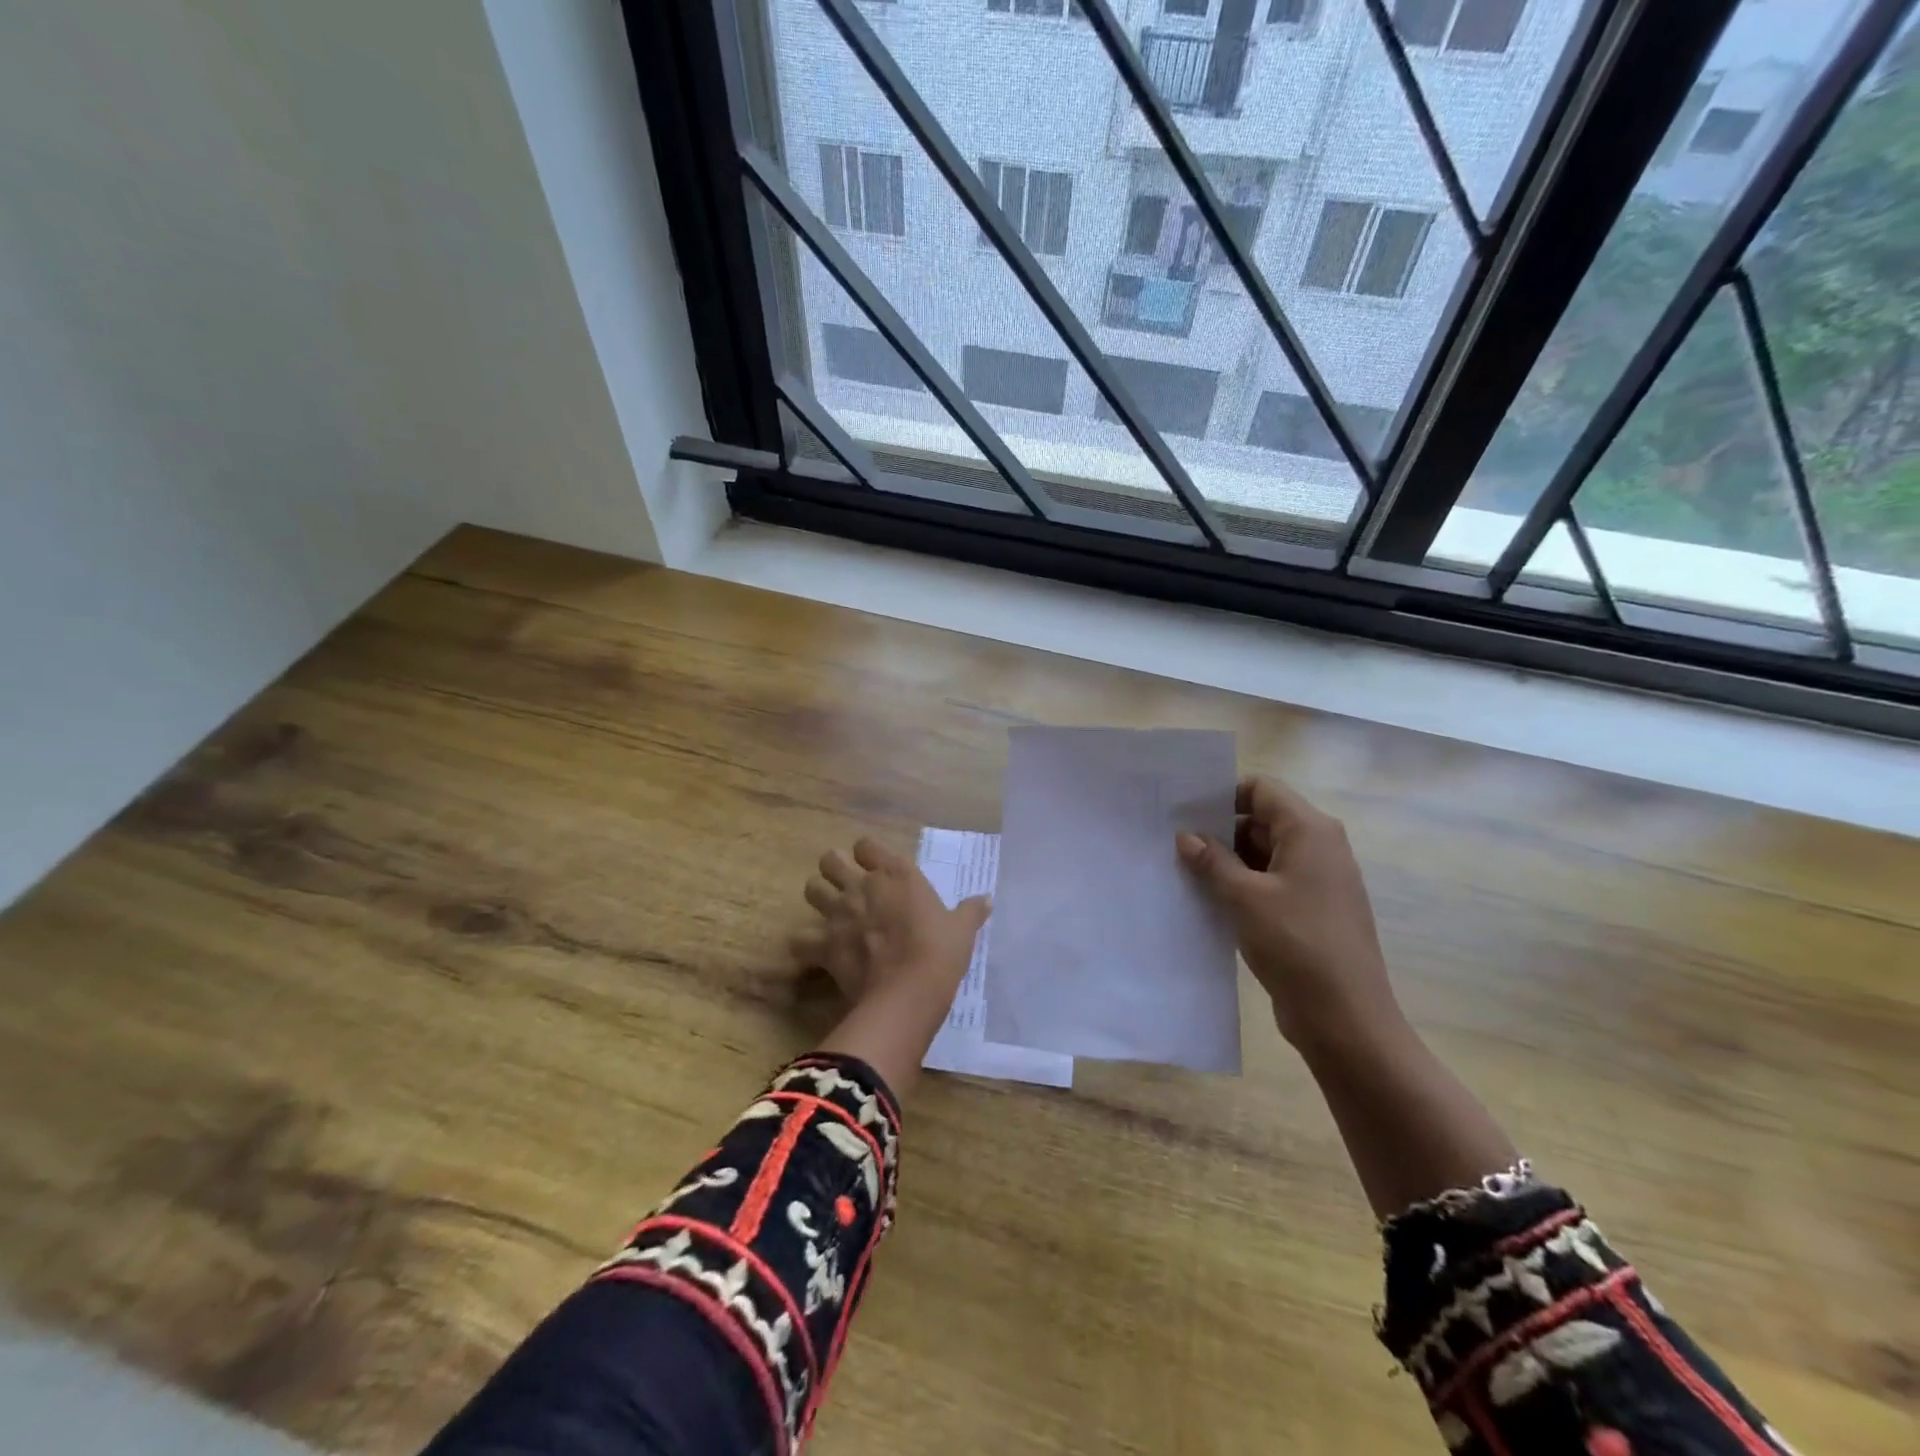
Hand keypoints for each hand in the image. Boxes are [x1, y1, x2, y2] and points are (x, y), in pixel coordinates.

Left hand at [792, 838, 986, 1013]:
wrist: (909, 992)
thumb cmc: (940, 952)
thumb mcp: (962, 930)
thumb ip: (971, 911)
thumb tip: (987, 899)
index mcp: (896, 874)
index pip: (866, 845)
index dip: (866, 854)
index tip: (875, 868)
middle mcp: (863, 885)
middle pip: (830, 860)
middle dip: (834, 869)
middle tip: (846, 887)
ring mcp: (840, 913)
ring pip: (810, 889)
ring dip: (818, 898)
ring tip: (829, 913)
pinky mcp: (825, 944)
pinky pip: (800, 940)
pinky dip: (804, 946)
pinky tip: (814, 952)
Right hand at [1176, 776, 1402, 1054]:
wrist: (1346, 1018)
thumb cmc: (1297, 944)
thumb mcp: (1245, 898)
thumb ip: (1212, 861)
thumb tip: (1185, 836)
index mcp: (1310, 831)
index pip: (1261, 789)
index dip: (1223, 795)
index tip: (1184, 812)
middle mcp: (1318, 847)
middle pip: (1261, 820)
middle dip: (1219, 831)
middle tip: (1173, 843)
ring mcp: (1316, 881)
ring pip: (1262, 854)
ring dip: (1227, 861)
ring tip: (1182, 871)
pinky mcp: (1309, 910)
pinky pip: (1269, 883)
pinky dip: (1241, 886)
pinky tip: (1207, 899)